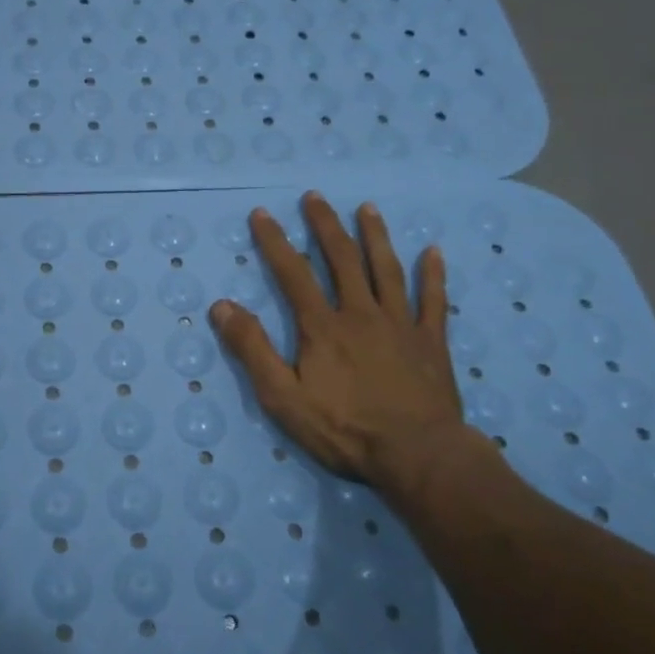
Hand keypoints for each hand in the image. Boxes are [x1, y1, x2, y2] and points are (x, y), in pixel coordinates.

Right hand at [210, 191, 498, 505]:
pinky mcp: (431, 343)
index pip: (293, 274)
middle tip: (315, 197)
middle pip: (342, 260)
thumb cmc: (344, 430)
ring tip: (367, 209)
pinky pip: (433, 301)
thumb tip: (221, 306)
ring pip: (386, 271)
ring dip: (375, 237)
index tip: (262, 214)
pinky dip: (433, 275)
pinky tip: (433, 252)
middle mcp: (361, 314)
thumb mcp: (282, 396)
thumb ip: (252, 349)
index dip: (275, 242)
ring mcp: (401, 325)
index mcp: (323, 327)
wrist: (418, 456)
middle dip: (325, 226)